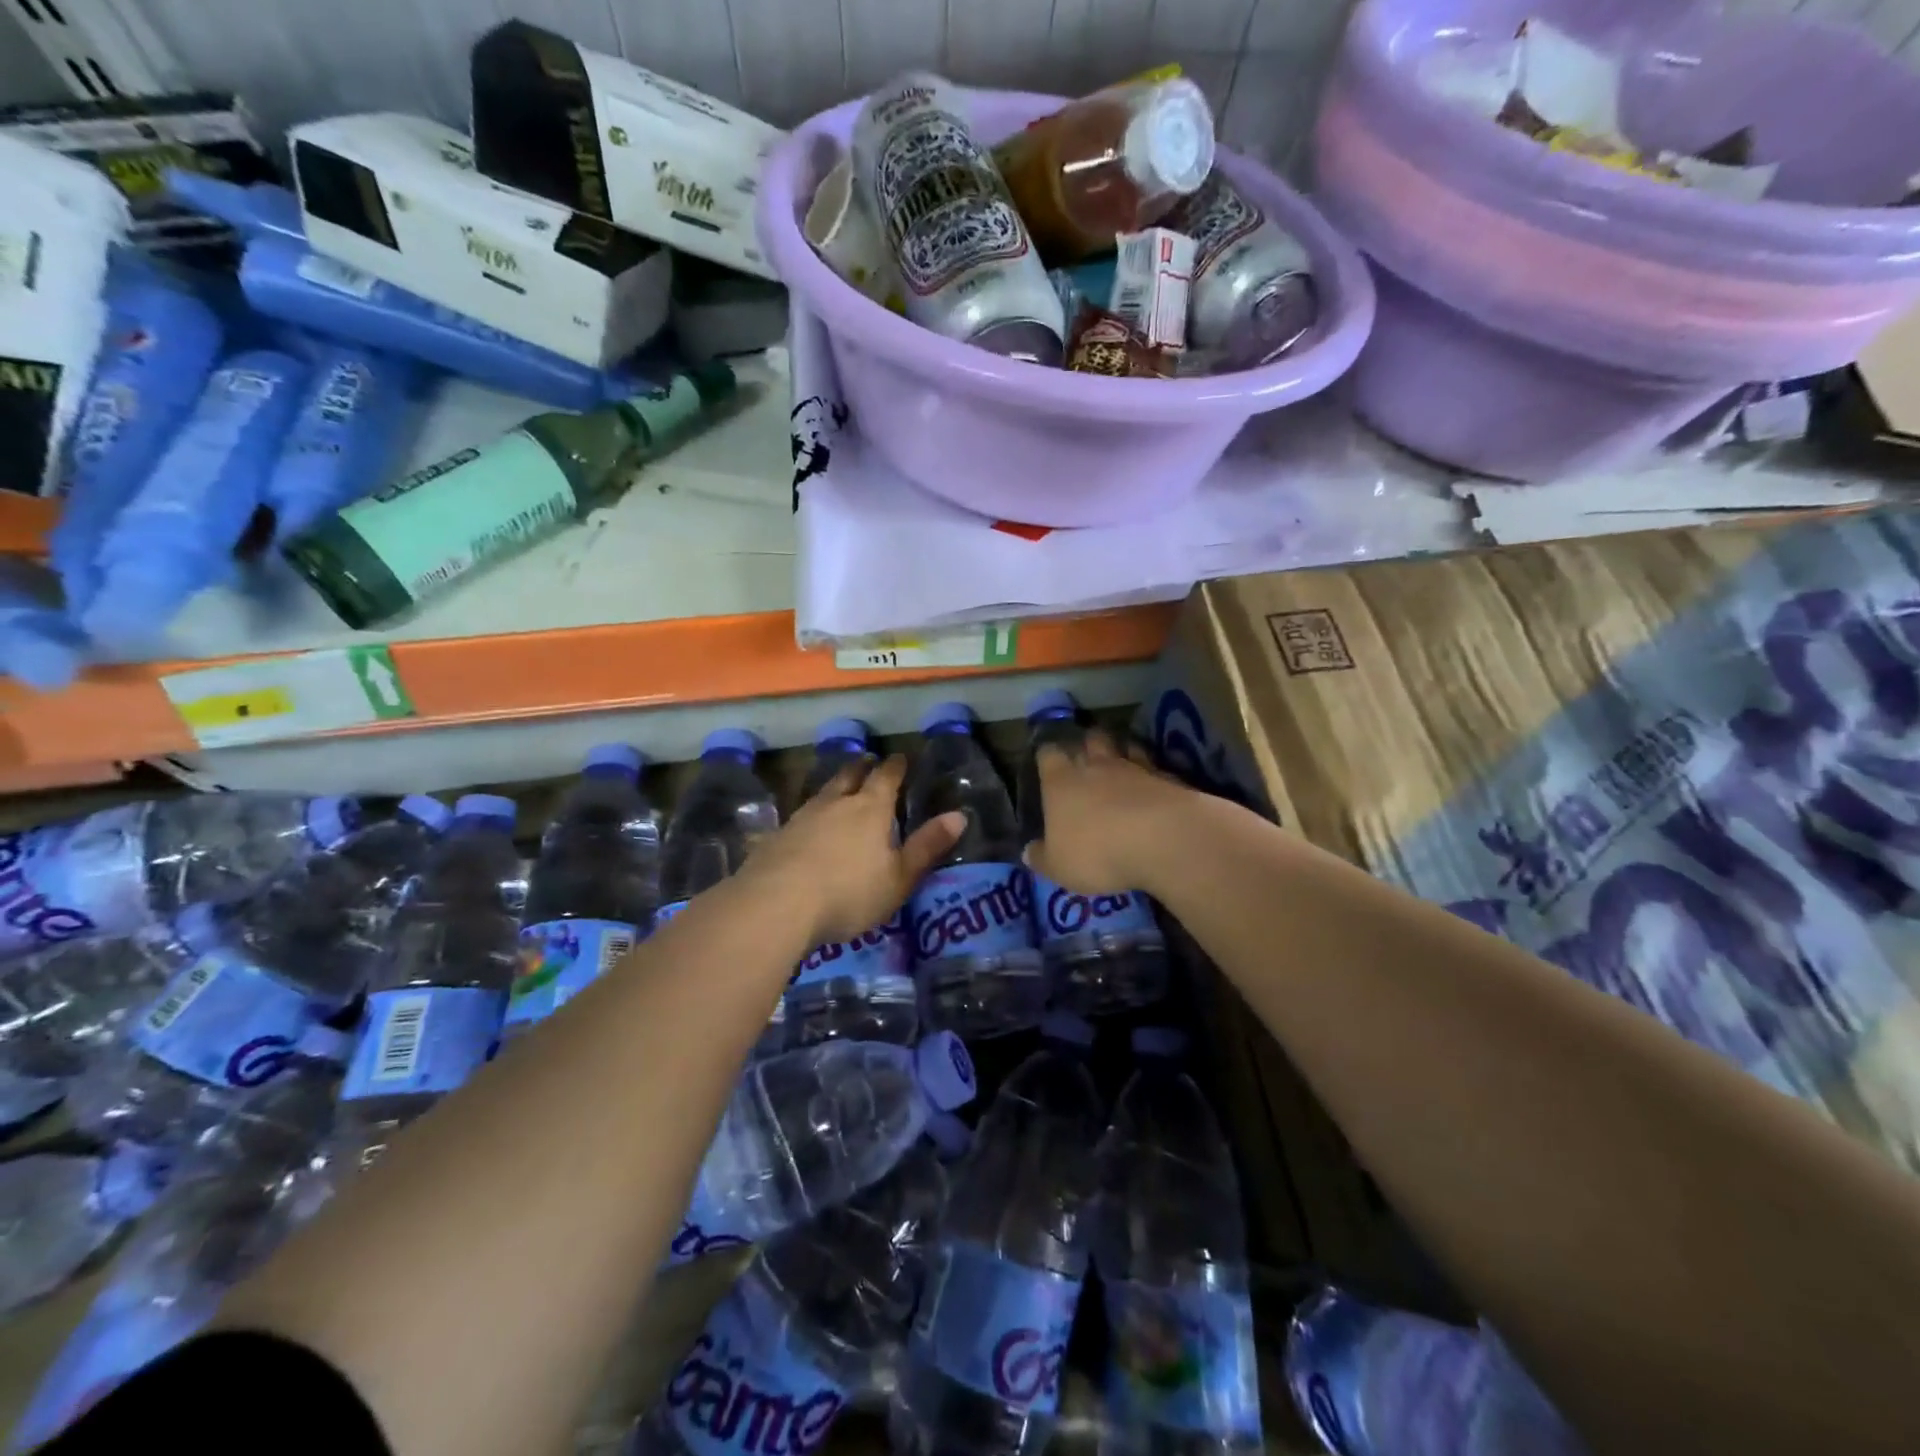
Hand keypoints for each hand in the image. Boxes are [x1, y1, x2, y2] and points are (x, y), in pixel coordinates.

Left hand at [743, 753, 963, 946]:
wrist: (776, 904)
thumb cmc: (849, 892)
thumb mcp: (899, 877)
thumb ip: (927, 846)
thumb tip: (959, 815)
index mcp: (871, 809)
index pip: (886, 777)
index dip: (896, 767)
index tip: (900, 758)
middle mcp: (836, 803)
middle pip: (850, 775)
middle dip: (862, 767)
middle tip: (868, 761)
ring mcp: (802, 817)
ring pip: (823, 793)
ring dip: (835, 787)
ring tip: (840, 788)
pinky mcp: (776, 836)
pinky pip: (800, 816)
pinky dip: (811, 815)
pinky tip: (808, 827)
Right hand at [1024, 729, 1193, 896]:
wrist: (1162, 839)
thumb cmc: (1098, 852)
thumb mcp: (1059, 867)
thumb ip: (1042, 857)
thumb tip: (1028, 852)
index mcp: (1060, 782)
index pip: (1048, 754)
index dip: (1047, 756)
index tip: (1047, 761)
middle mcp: (1094, 766)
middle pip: (1088, 739)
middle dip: (1086, 744)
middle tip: (1086, 755)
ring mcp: (1133, 767)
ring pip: (1123, 746)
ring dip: (1120, 751)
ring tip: (1120, 762)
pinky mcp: (1166, 776)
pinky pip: (1153, 766)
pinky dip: (1150, 771)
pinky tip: (1151, 784)